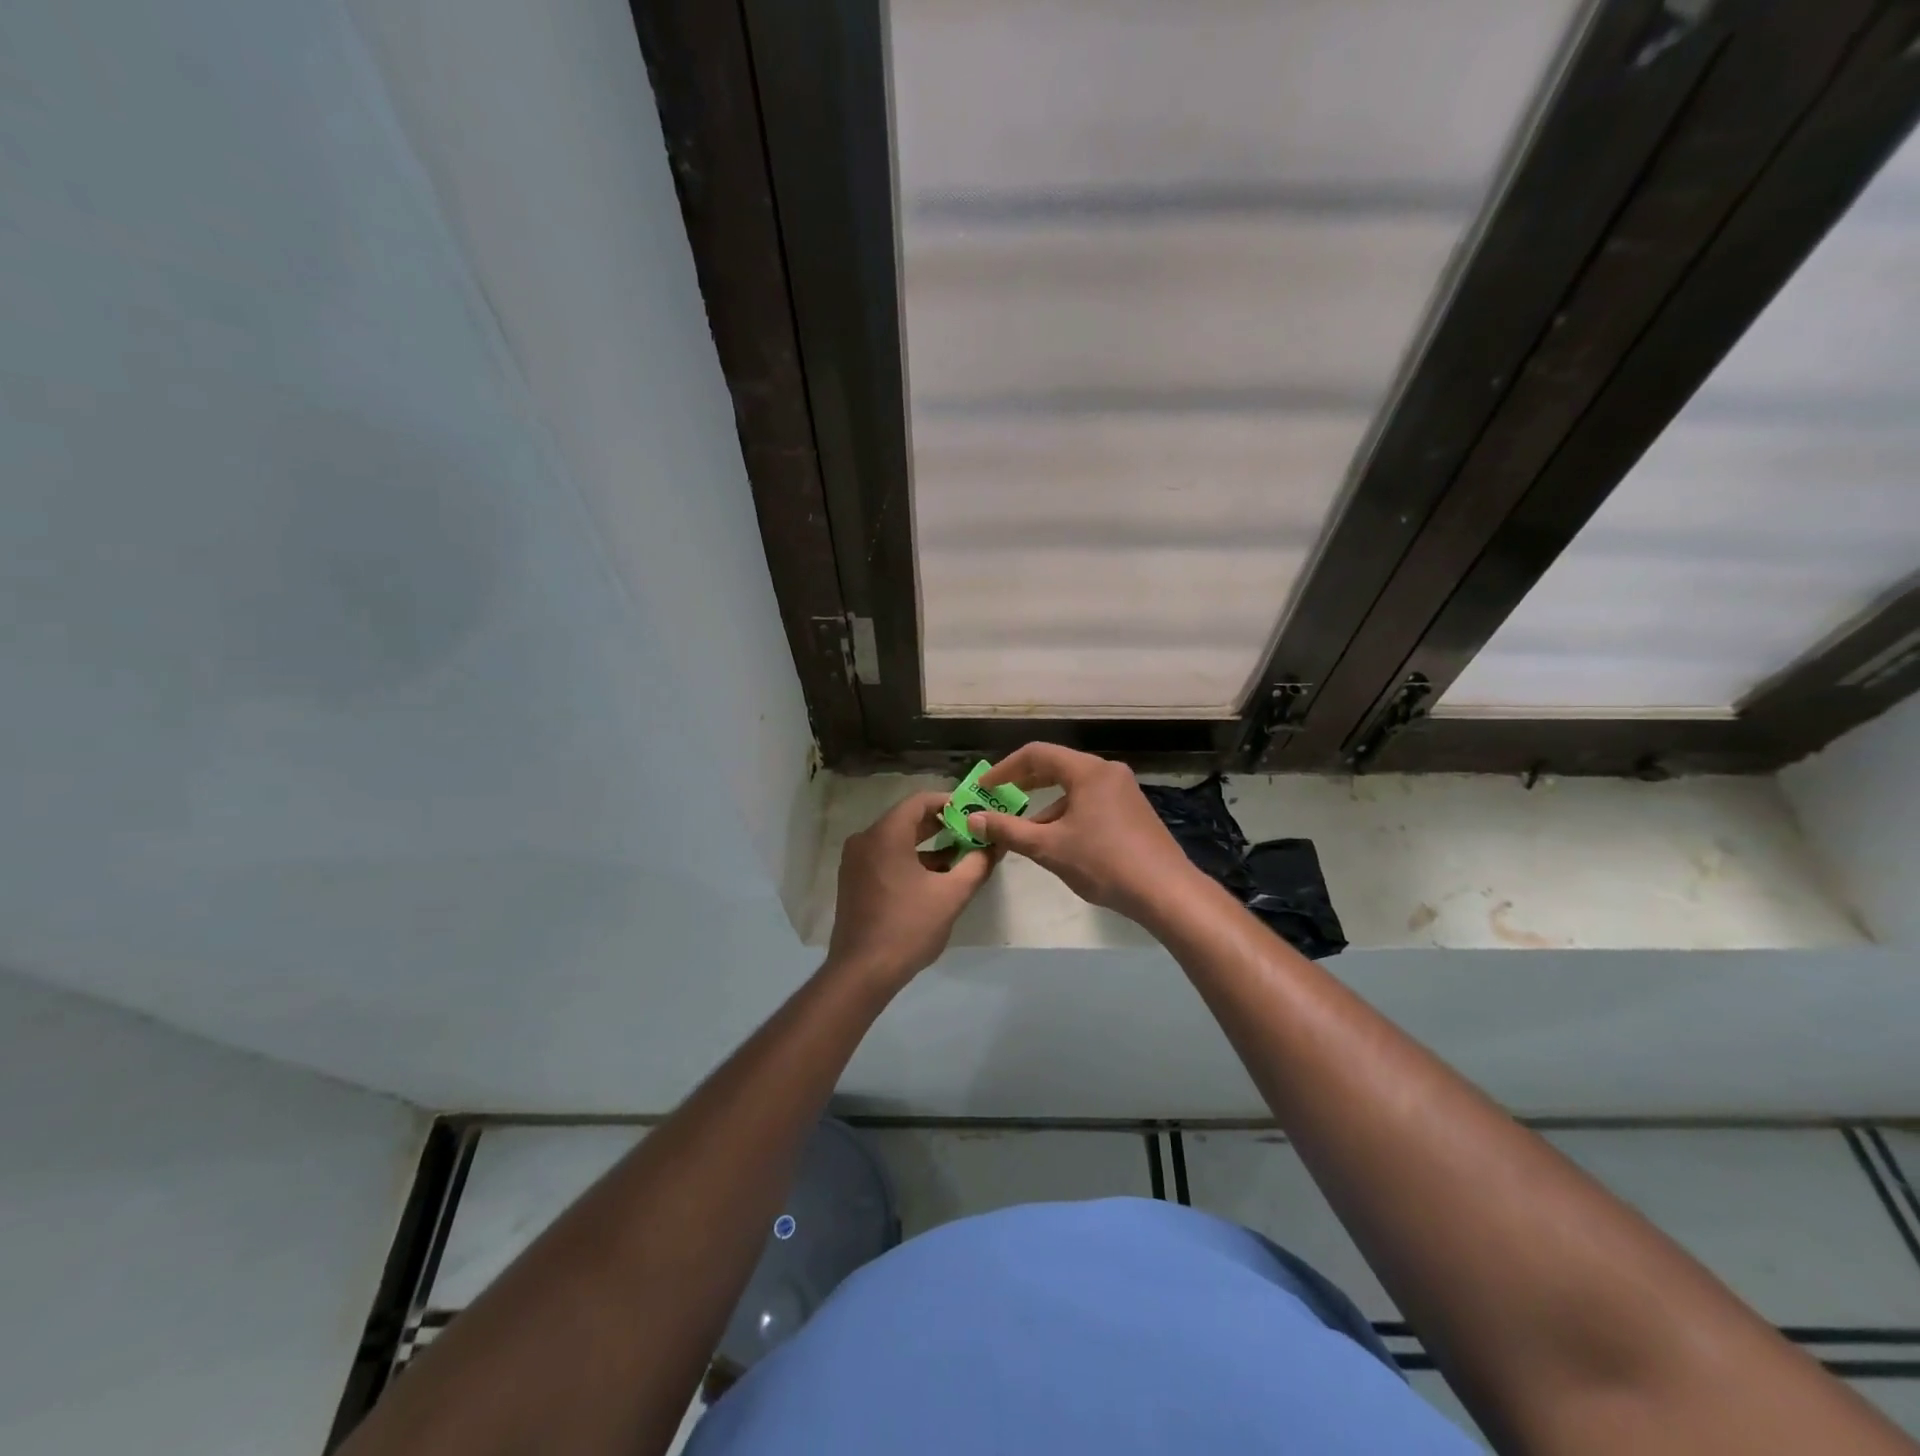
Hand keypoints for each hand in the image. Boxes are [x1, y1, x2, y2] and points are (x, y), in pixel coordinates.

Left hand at [828, 791, 996, 986]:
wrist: (862, 972)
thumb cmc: (908, 927)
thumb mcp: (951, 895)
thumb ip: (977, 864)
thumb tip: (995, 845)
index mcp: (885, 835)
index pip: (919, 801)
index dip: (949, 803)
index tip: (975, 812)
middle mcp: (865, 840)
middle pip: (907, 819)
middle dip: (942, 825)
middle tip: (973, 832)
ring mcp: (855, 861)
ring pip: (897, 840)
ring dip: (928, 845)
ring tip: (961, 856)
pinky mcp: (854, 881)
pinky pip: (886, 857)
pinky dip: (910, 860)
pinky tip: (936, 877)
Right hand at [967, 743, 1203, 927]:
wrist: (1166, 891)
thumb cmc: (1103, 863)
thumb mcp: (1048, 847)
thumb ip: (1008, 830)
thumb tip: (973, 819)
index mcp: (1088, 771)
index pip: (1036, 754)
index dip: (1004, 769)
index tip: (983, 788)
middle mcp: (1107, 772)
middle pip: (1057, 766)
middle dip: (1024, 782)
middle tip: (998, 799)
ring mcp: (1124, 790)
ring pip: (1074, 786)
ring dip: (1046, 803)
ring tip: (1024, 829)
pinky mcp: (1133, 810)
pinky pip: (1091, 800)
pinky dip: (1067, 812)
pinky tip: (1058, 840)